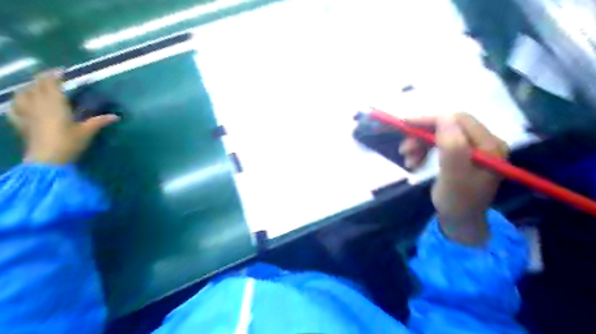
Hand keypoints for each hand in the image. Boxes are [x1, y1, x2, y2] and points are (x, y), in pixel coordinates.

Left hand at [9, 71, 118, 163]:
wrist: (46, 160)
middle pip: (36, 85)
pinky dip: (17, 102)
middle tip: (52, 77)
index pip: (51, 83)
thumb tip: (116, 116)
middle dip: (43, 78)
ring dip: (29, 87)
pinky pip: (14, 108)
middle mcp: (38, 105)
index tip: (62, 71)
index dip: (55, 75)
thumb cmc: (68, 143)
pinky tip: (20, 103)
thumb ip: (99, 122)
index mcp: (55, 104)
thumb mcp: (87, 132)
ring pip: (22, 94)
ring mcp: (26, 113)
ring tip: (36, 87)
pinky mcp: (21, 123)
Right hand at [400, 113, 507, 243]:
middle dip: (423, 136)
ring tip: (409, 160)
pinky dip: (424, 150)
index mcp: (489, 146)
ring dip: (420, 145)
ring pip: (441, 135)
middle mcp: (484, 142)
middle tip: (404, 150)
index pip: (459, 120)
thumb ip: (452, 147)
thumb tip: (443, 117)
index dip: (431, 120)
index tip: (406, 126)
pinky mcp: (463, 154)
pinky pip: (439, 144)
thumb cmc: (457, 202)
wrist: (460, 221)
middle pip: (449, 126)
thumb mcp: (453, 176)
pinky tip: (415, 162)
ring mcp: (473, 148)